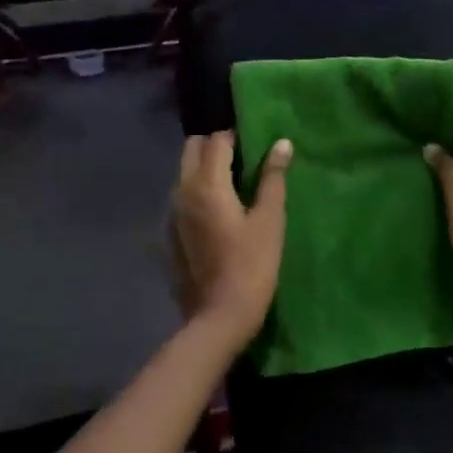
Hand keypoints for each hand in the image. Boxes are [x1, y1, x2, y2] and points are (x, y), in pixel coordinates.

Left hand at [169, 131, 293, 351]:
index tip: (256, 145)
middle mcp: (182, 190)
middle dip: (215, 145)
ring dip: (204, 167)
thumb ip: (273, 178)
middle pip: (192, 148)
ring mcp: (172, 212)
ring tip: (233, 184)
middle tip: (242, 160)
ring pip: (184, 172)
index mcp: (207, 183)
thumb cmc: (252, 265)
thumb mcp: (270, 220)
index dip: (236, 136)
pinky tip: (219, 211)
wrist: (219, 316)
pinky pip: (181, 196)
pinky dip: (197, 190)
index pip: (217, 140)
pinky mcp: (170, 232)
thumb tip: (281, 144)